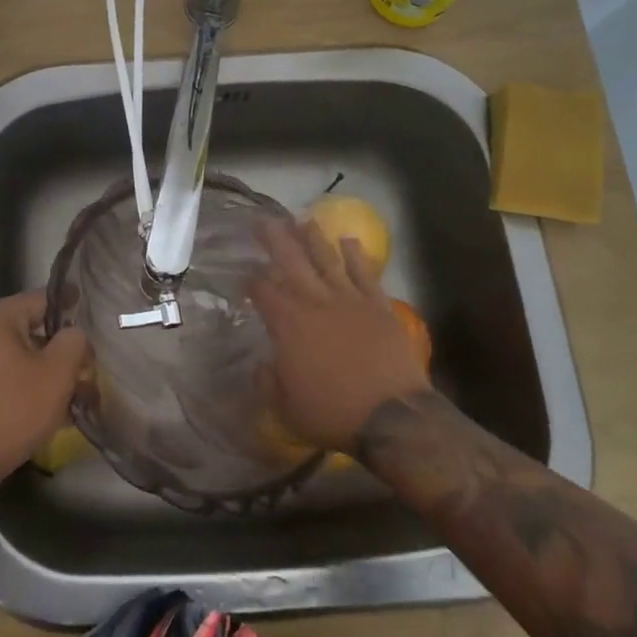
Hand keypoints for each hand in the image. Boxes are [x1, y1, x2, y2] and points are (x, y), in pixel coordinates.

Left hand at [0, 290, 90, 484]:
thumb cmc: (11, 410)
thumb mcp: (56, 374)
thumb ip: (73, 342)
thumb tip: (73, 334)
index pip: (40, 300)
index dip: (69, 306)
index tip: (90, 312)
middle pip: (27, 328)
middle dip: (58, 347)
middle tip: (84, 364)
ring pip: (14, 354)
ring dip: (42, 368)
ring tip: (70, 391)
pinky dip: (22, 382)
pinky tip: (44, 406)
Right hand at [249, 219, 429, 452]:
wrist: (392, 416)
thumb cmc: (332, 413)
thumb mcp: (286, 407)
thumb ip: (268, 381)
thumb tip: (263, 364)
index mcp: (288, 324)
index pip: (263, 291)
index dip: (250, 280)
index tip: (243, 273)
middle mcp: (316, 303)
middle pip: (291, 262)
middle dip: (275, 239)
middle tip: (263, 219)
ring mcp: (349, 301)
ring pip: (327, 260)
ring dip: (313, 238)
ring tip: (302, 219)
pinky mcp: (379, 306)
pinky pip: (365, 274)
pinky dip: (357, 256)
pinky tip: (349, 240)